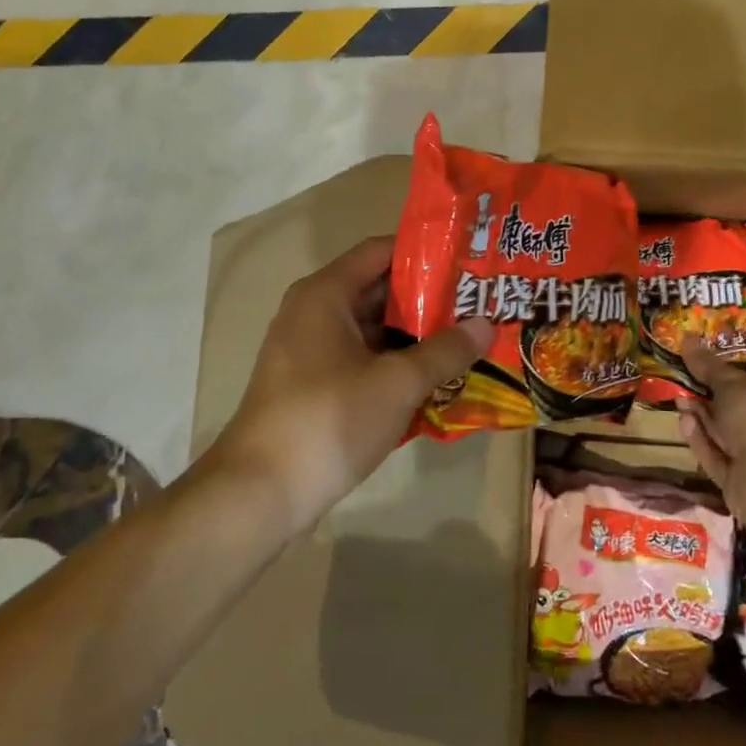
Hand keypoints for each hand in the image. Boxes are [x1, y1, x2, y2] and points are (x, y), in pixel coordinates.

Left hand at [213, 236, 490, 536]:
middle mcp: (315, 313)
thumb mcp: (397, 383)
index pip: (381, 251)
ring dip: (418, 337)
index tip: (470, 261)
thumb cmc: (328, 421)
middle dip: (431, 299)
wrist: (259, 493)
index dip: (427, 253)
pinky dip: (397, 365)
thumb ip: (444, 351)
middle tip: (482, 303)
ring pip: (375, 331)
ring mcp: (313, 352)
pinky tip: (439, 380)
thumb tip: (487, 324)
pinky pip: (364, 361)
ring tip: (471, 339)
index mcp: (326, 294)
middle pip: (381, 290)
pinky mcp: (315, 386)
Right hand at [677, 339, 745, 540]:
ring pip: (724, 438)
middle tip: (684, 384)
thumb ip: (709, 366)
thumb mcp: (734, 385)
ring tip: (679, 401)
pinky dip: (700, 441)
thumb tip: (687, 338)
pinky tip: (684, 423)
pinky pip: (716, 459)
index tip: (703, 370)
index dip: (730, 381)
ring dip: (701, 420)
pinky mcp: (739, 485)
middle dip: (709, 400)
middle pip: (737, 415)